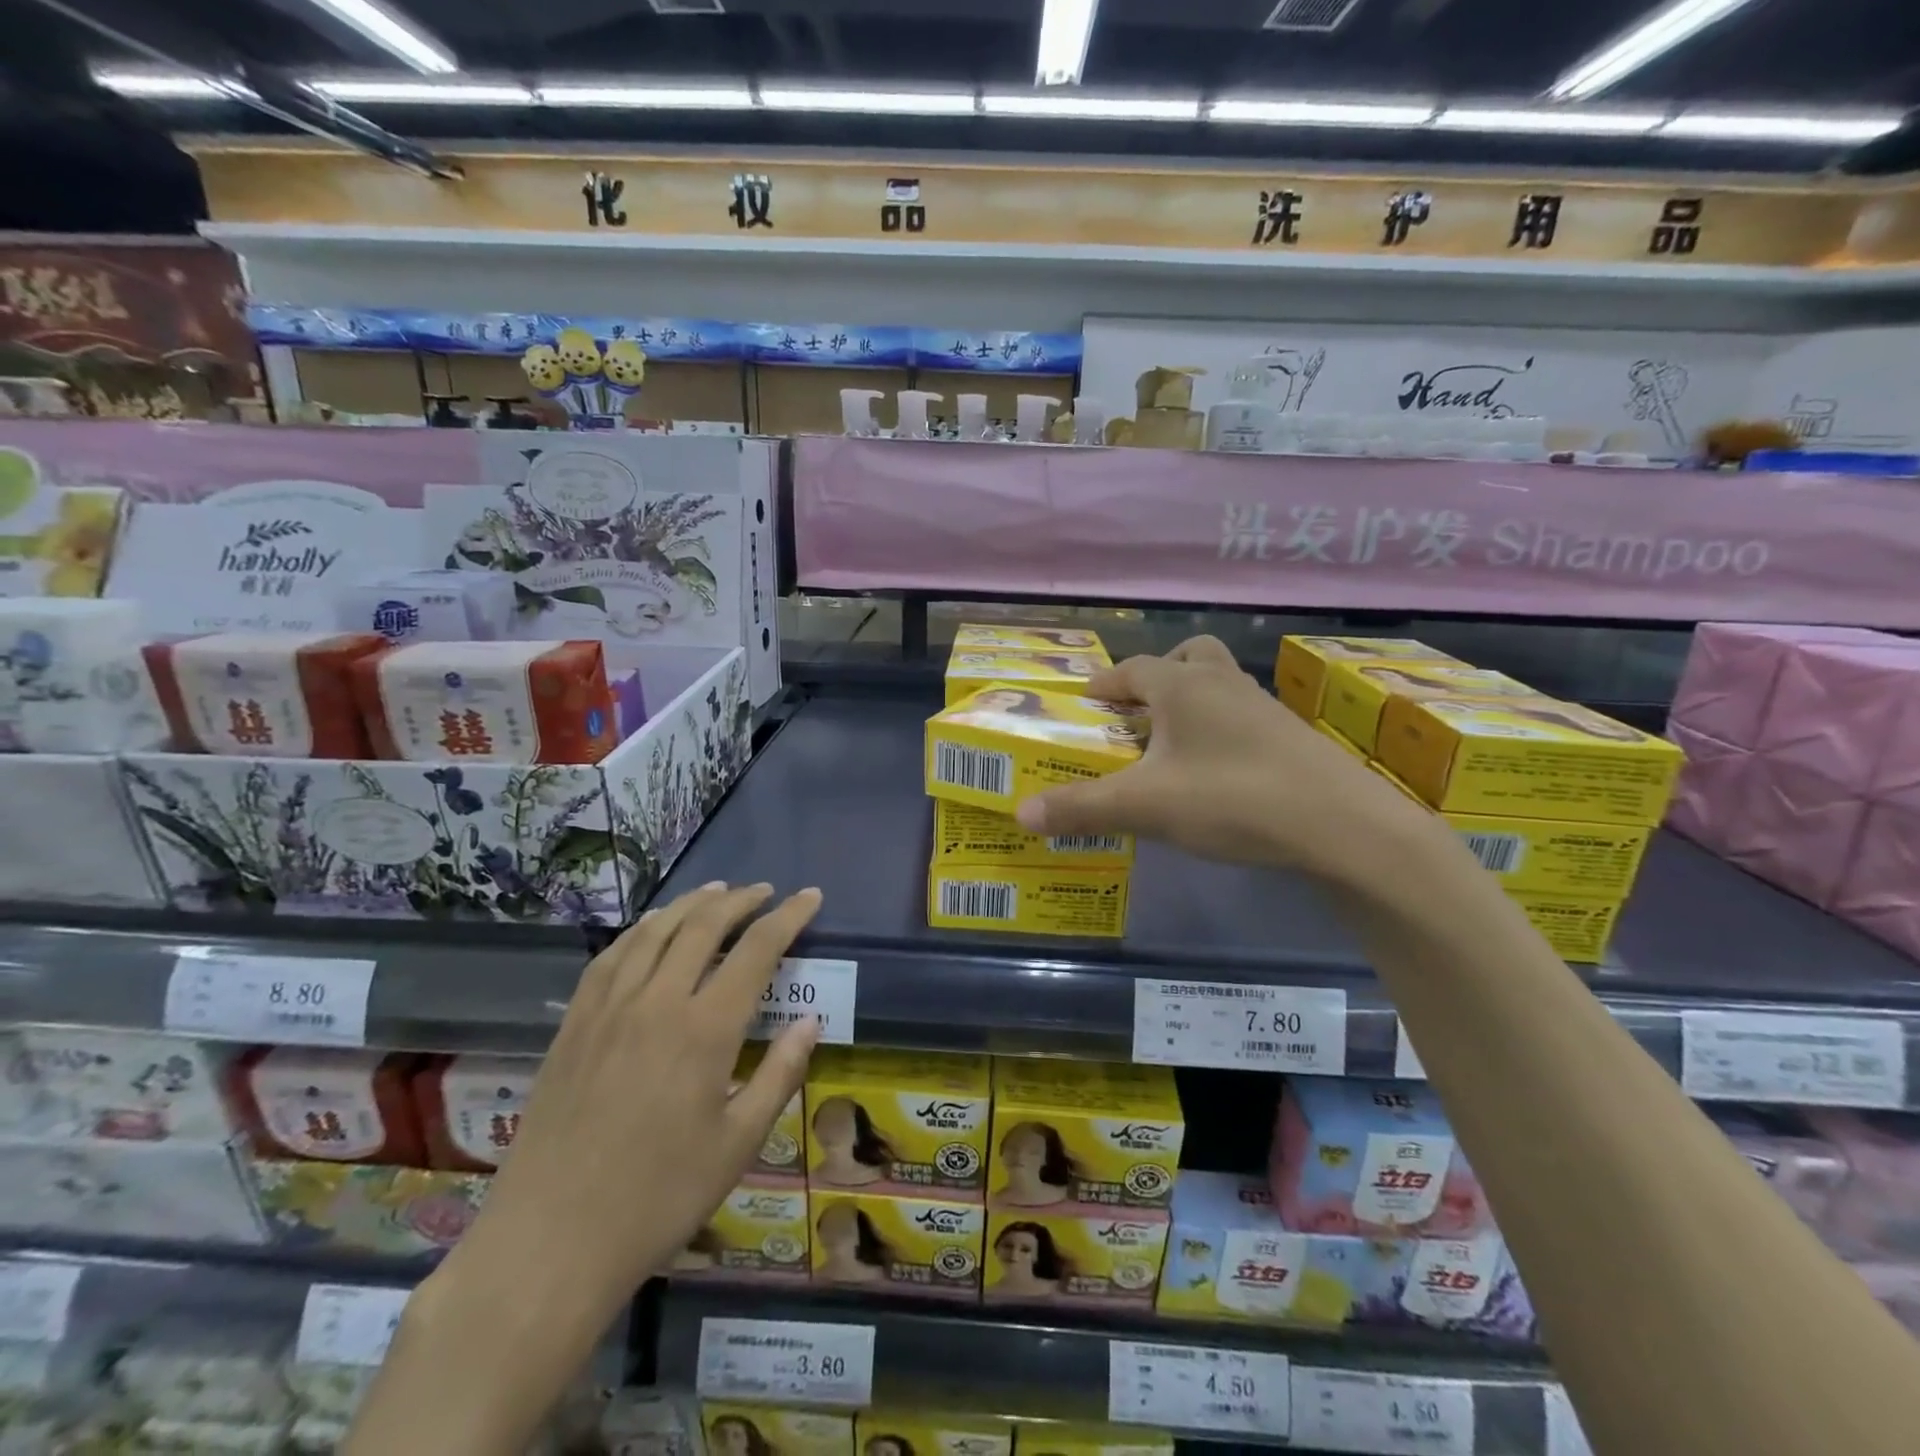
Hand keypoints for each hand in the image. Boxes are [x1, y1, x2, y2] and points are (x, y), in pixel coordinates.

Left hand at [452, 882, 822, 1307]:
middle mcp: (657, 1002)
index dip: (788, 916)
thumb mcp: (738, 1144)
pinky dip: (639, 930)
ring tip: (716, 891)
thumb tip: (810, 1021)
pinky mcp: (573, 1025)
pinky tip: (650, 928)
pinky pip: (610, 956)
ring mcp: (608, 1009)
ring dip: (690, 903)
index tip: (811, 896)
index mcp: (705, 1029)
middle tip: (765, 892)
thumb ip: (779, 1074)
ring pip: (654, 931)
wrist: (549, 1243)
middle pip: (703, 926)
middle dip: (740, 901)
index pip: (757, 949)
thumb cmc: (658, 1199)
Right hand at [1014, 636, 1419, 878]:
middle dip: (1156, 678)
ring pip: (1218, 686)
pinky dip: (1218, 730)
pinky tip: (1213, 772)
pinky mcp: (1289, 737)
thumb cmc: (1232, 798)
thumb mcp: (1145, 807)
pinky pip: (1240, 716)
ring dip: (1189, 703)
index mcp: (1183, 686)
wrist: (1343, 826)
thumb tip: (1022, 813)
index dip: (1104, 683)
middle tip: (1136, 712)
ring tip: (1169, 746)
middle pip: (1186, 658)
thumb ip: (1082, 808)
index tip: (1084, 701)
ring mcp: (1263, 708)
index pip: (1132, 669)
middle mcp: (1223, 684)